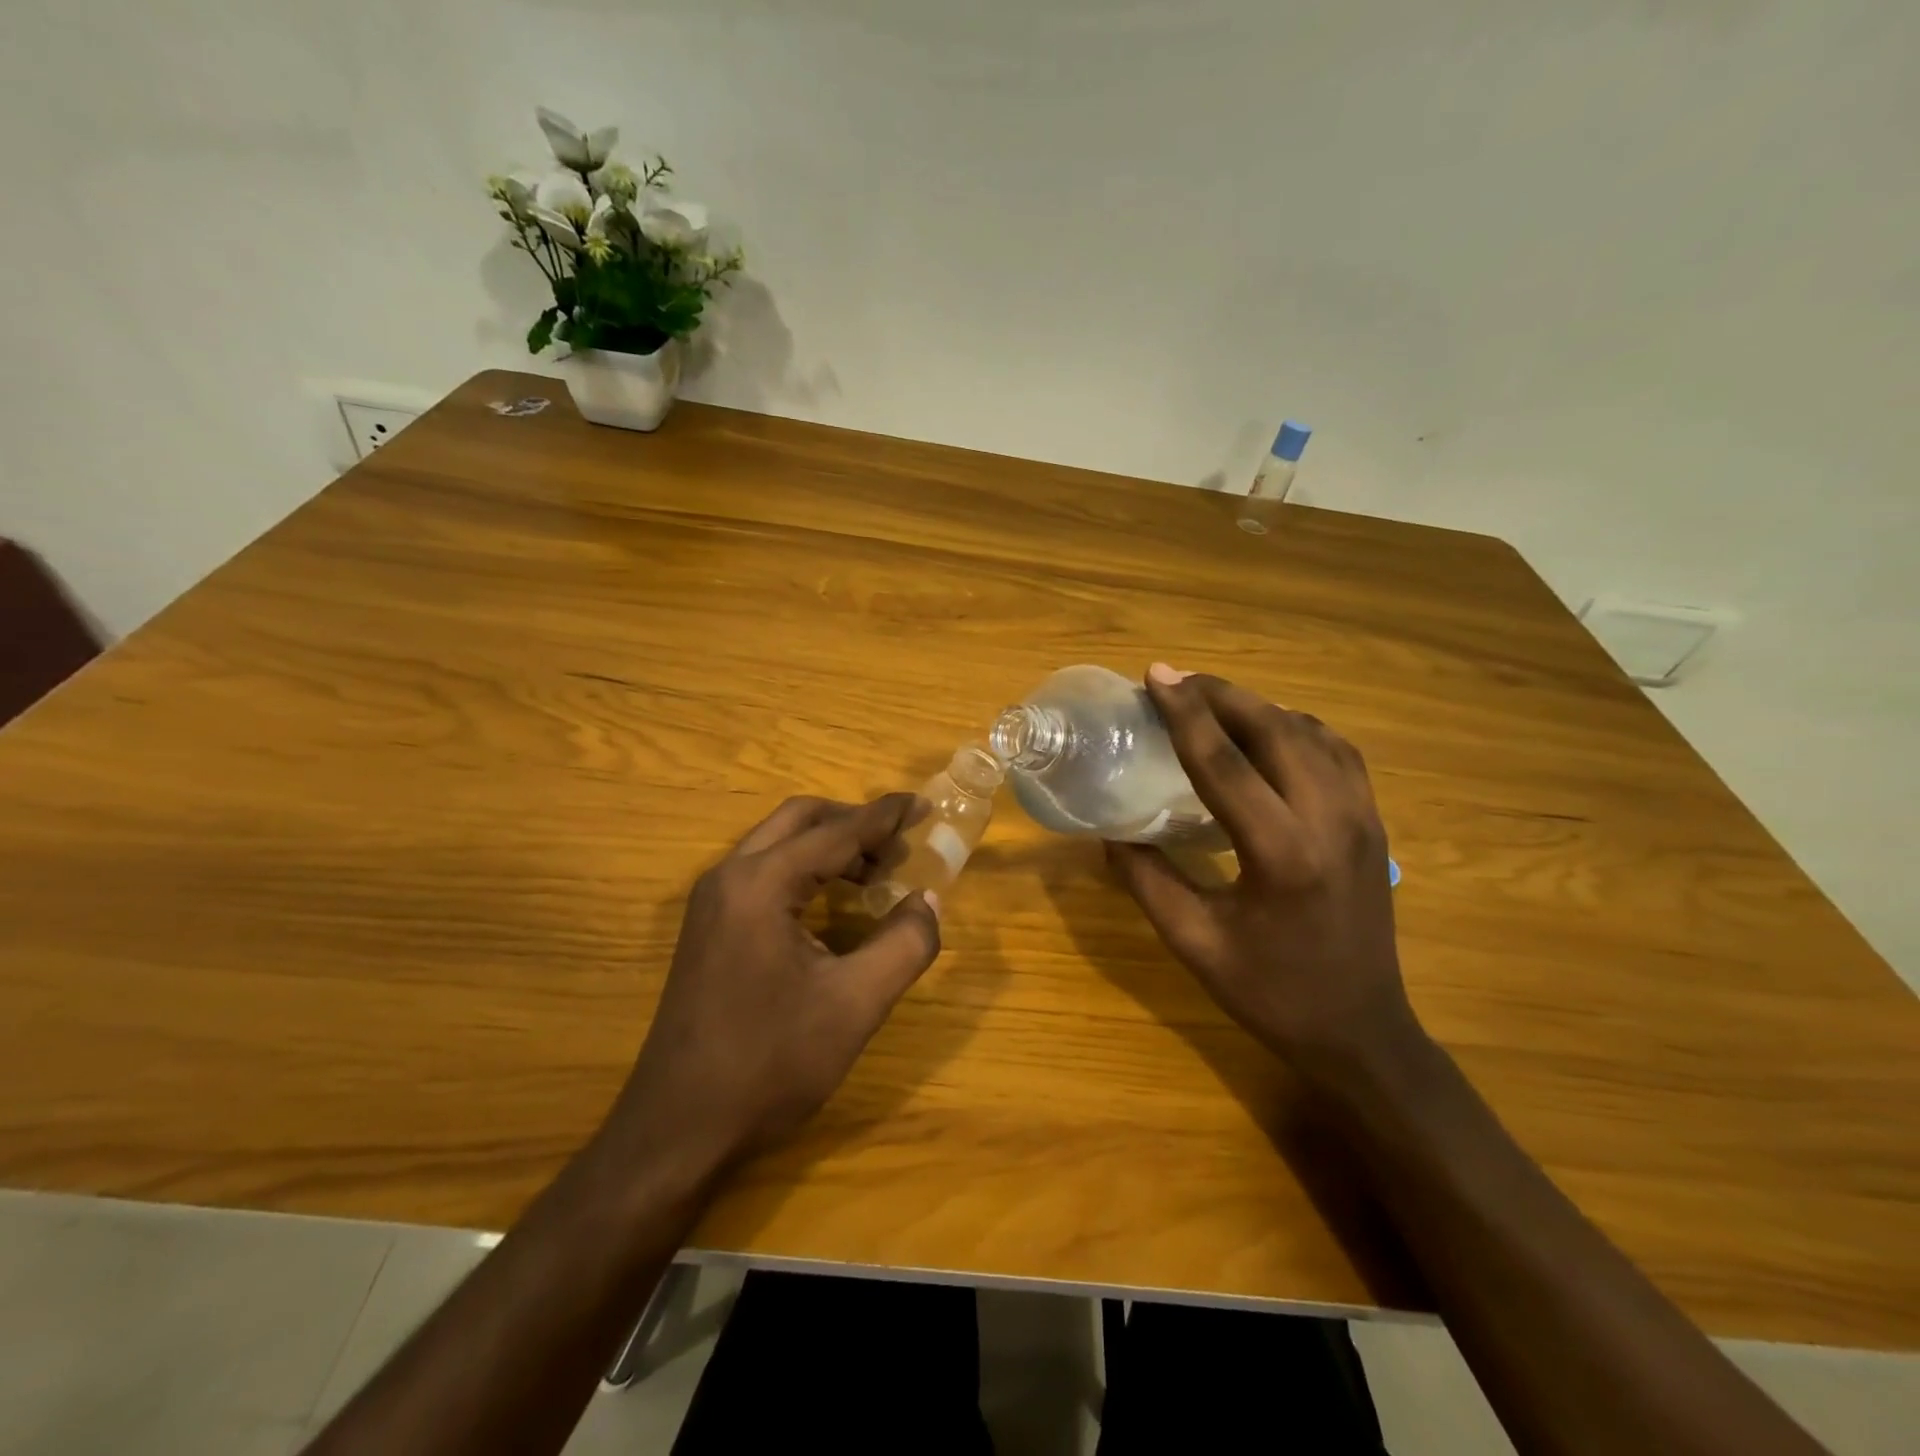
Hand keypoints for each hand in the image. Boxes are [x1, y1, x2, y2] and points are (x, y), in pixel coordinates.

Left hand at [608, 794, 941, 1177]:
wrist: (677, 1130)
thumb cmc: (769, 1064)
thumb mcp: (854, 1006)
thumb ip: (904, 945)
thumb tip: (928, 901)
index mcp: (761, 884)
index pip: (836, 832)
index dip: (885, 816)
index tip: (925, 804)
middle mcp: (730, 877)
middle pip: (800, 820)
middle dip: (854, 822)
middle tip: (901, 845)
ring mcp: (712, 902)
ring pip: (778, 844)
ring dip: (829, 845)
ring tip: (877, 874)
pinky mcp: (708, 927)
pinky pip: (763, 872)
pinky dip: (805, 869)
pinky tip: (833, 902)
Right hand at [1104, 666, 1418, 1080]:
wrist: (1362, 1032)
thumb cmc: (1271, 994)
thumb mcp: (1194, 943)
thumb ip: (1146, 881)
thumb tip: (1109, 832)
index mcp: (1281, 854)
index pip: (1223, 763)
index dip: (1184, 714)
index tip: (1155, 676)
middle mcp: (1330, 820)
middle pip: (1274, 729)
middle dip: (1220, 695)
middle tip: (1176, 681)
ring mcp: (1362, 817)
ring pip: (1310, 731)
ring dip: (1257, 707)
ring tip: (1212, 701)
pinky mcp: (1374, 822)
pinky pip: (1337, 750)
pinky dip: (1296, 727)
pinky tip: (1269, 733)